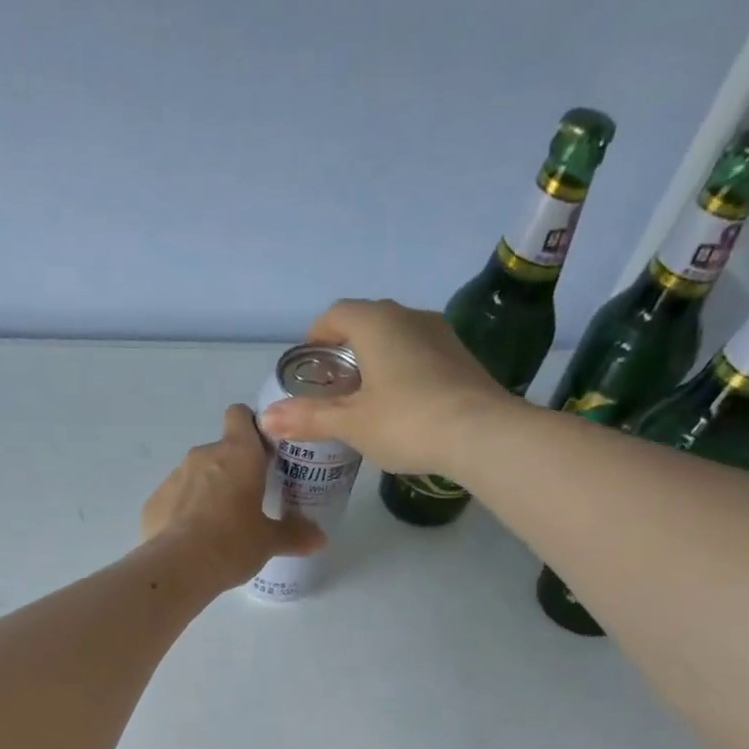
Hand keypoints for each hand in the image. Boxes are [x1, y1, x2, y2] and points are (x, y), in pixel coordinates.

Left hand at [140, 405, 323, 589]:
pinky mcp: (154, 501)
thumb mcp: (269, 542)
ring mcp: (174, 476)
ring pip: (196, 474)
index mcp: (238, 454)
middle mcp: (203, 455)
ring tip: (219, 526)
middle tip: (248, 501)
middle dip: (233, 470)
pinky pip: (175, 499)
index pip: (240, 415)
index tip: (263, 452)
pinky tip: (192, 539)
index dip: (251, 428)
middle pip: (221, 450)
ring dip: (208, 491)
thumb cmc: (232, 543)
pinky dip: (184, 512)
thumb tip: (320, 538)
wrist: (177, 568)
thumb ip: (295, 534)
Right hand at [257, 299, 515, 476]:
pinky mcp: (460, 357)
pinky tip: (399, 406)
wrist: (482, 434)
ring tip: (363, 400)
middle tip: (331, 389)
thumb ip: (308, 418)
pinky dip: (401, 371)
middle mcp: (409, 316)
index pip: (335, 314)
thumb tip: (266, 420)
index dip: (315, 338)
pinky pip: (418, 354)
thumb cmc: (407, 421)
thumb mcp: (351, 423)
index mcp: (376, 322)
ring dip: (374, 361)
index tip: (307, 369)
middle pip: (365, 324)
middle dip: (343, 351)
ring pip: (395, 338)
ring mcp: (440, 334)